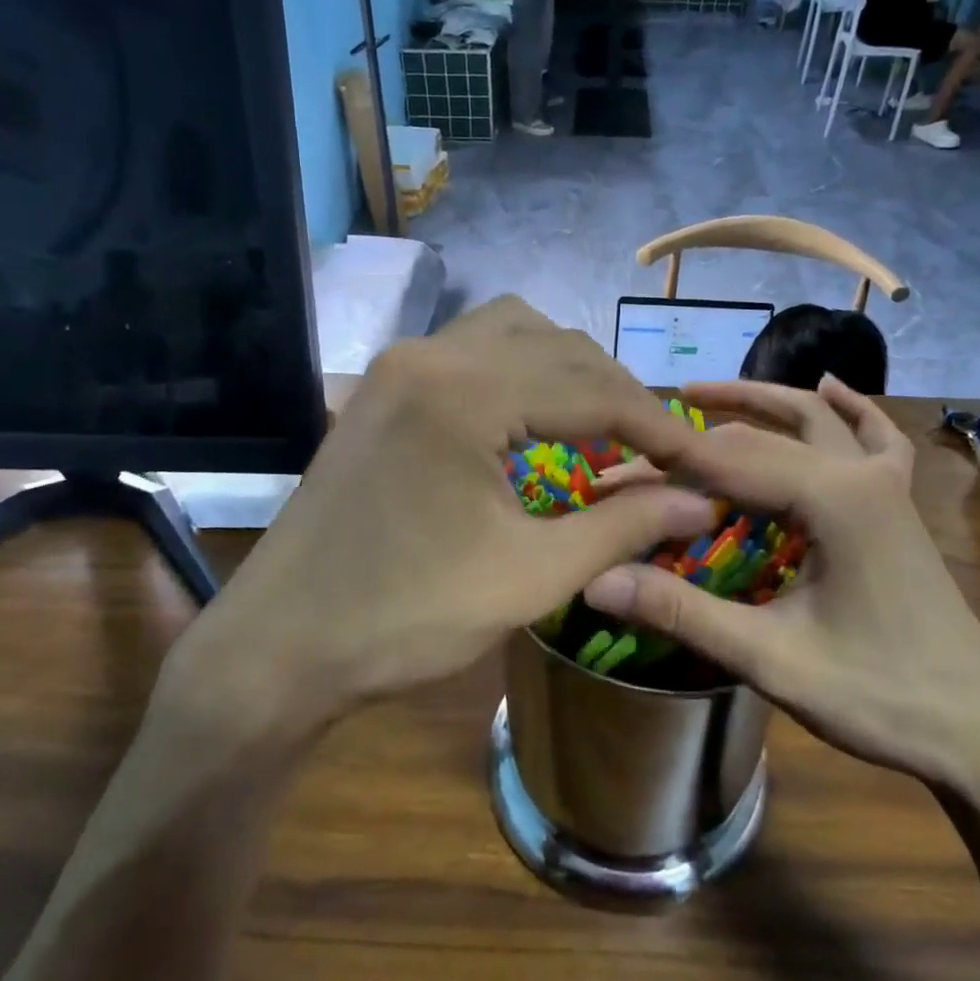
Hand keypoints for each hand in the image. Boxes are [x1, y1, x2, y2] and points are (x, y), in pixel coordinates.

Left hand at [160, 298, 718, 737]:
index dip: (657, 425)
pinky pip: (472, 354)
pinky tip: (534, 424)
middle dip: (617, 395)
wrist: (278, 646)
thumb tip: (699, 501)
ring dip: (568, 374)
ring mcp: (398, 365)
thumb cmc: (404, 618)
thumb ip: (622, 526)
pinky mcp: (382, 388)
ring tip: (601, 432)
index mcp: (464, 391)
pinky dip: (520, 377)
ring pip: (513, 334)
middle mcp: (430, 353)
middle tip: (657, 452)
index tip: (701, 462)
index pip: (591, 387)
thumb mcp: (528, 575)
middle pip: (557, 345)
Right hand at [583, 377, 979, 785]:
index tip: (606, 474)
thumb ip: (683, 611)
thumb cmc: (880, 697)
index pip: (725, 464)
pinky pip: (873, 440)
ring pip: (814, 421)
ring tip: (702, 393)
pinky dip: (849, 410)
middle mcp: (859, 474)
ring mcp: (886, 486)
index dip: (661, 469)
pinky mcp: (898, 506)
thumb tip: (597, 581)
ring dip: (758, 404)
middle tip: (636, 453)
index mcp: (832, 498)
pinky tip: (832, 388)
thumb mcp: (771, 659)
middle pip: (759, 440)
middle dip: (694, 444)